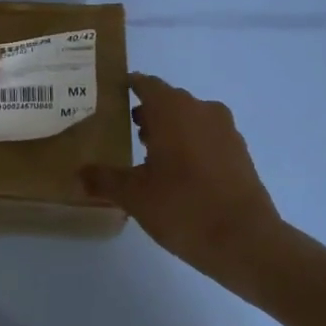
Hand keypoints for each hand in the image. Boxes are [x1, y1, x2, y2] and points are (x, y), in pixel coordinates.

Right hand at [82, 73, 280, 267]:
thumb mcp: (134, 196)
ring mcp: (225, 131)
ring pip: (190, 119)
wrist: (246, 241)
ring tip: (149, 155)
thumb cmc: (183, 207)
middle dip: (148, 112)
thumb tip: (78, 174)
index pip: (145, 84)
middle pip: (169, 101)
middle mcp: (201, 110)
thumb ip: (104, 179)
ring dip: (170, 129)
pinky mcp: (240, 153)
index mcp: (172, 110)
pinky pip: (208, 137)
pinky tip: (178, 173)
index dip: (127, 87)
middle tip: (124, 130)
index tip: (111, 96)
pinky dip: (191, 145)